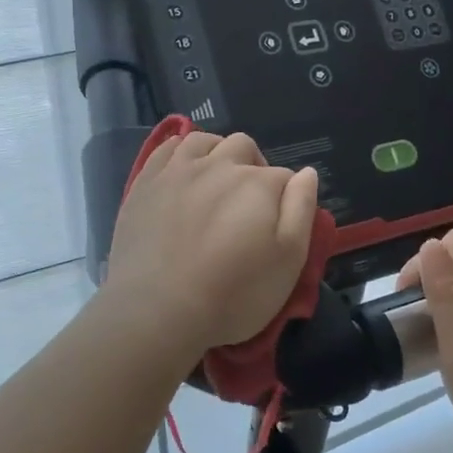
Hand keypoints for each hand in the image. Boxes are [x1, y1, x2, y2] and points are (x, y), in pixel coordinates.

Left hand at [100, 131, 318, 366]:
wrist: (158, 312)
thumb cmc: (233, 294)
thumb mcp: (289, 261)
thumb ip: (301, 210)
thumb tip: (307, 173)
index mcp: (258, 183)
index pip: (284, 176)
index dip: (285, 198)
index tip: (276, 227)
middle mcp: (219, 165)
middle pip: (244, 148)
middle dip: (253, 168)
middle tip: (247, 205)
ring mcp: (178, 170)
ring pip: (205, 141)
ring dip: (217, 153)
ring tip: (216, 182)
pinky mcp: (145, 182)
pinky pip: (167, 148)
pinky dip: (181, 152)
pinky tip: (183, 171)